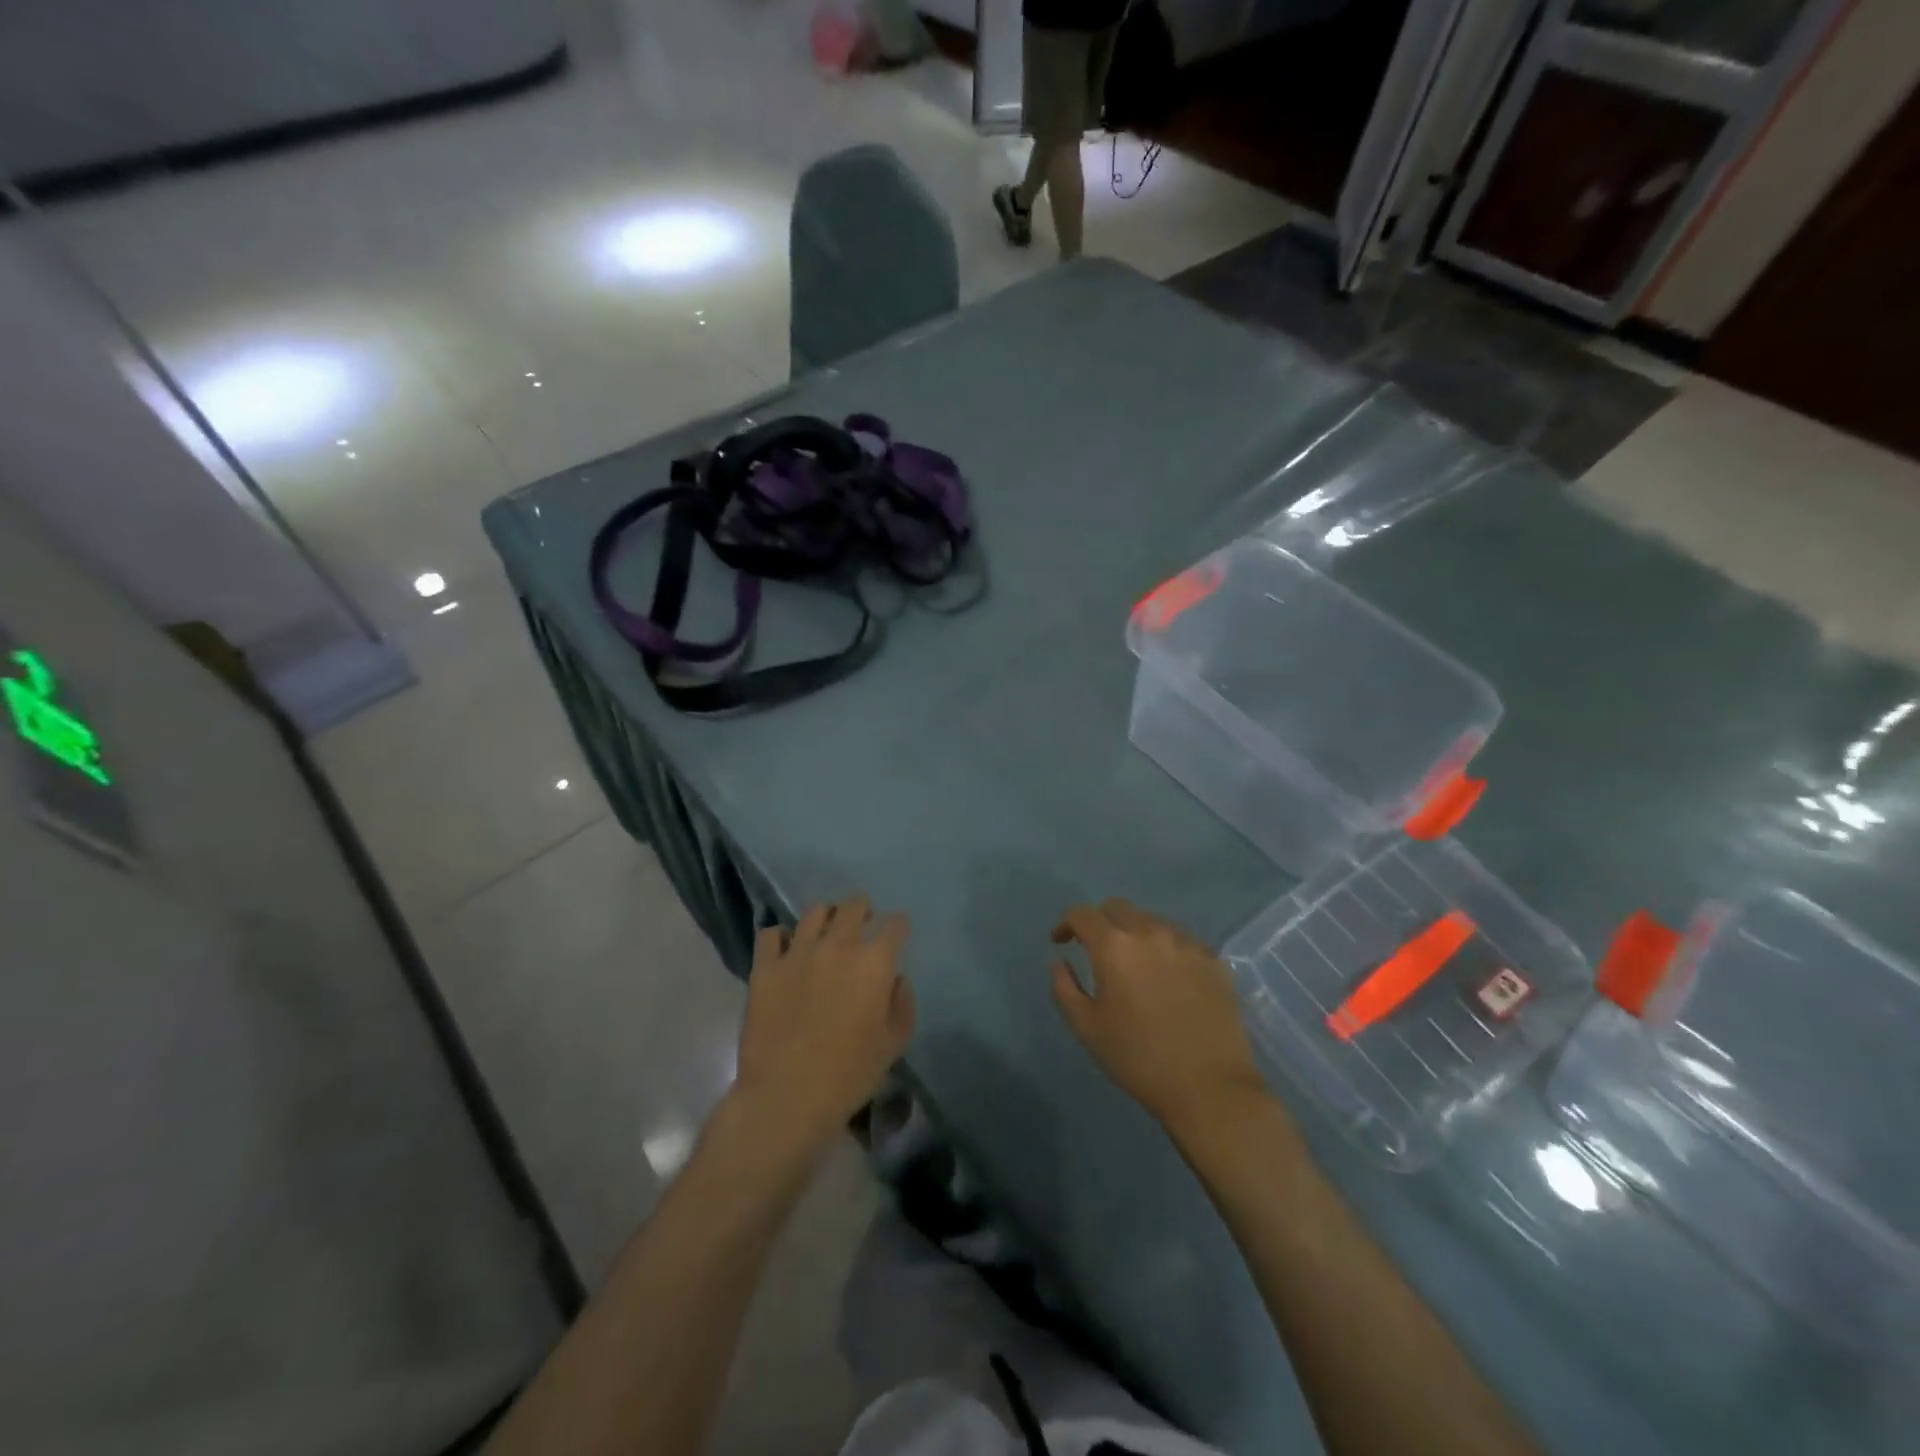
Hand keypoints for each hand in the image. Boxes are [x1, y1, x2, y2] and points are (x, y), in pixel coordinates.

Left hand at [733, 896, 915, 1152]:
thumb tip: (895, 979)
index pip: (894, 926)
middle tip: (862, 922)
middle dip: (863, 909)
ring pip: (815, 911)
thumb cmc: (849, 1075)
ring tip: (825, 932)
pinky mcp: (765, 967)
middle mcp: (838, 947)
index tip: (897, 933)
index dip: (898, 926)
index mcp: (874, 964)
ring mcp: (798, 953)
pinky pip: (771, 934)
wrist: (787, 1096)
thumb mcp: (893, 1045)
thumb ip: (902, 1004)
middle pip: (854, 906)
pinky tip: (786, 950)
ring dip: (826, 917)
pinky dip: (781, 937)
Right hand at [1051, 899, 1272, 1136]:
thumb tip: (1060, 961)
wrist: (1209, 1086)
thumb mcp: (1087, 1028)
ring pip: (1151, 921)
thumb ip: (1065, 988)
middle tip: (1096, 950)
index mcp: (1114, 946)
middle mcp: (1149, 931)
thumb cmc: (1138, 1058)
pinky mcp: (1213, 958)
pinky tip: (1167, 977)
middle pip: (1117, 908)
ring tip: (1134, 965)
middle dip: (1100, 922)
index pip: (1082, 914)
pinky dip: (1165, 948)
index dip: (1066, 923)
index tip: (1062, 942)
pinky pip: (1180, 940)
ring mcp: (1185, 942)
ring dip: (1134, 934)